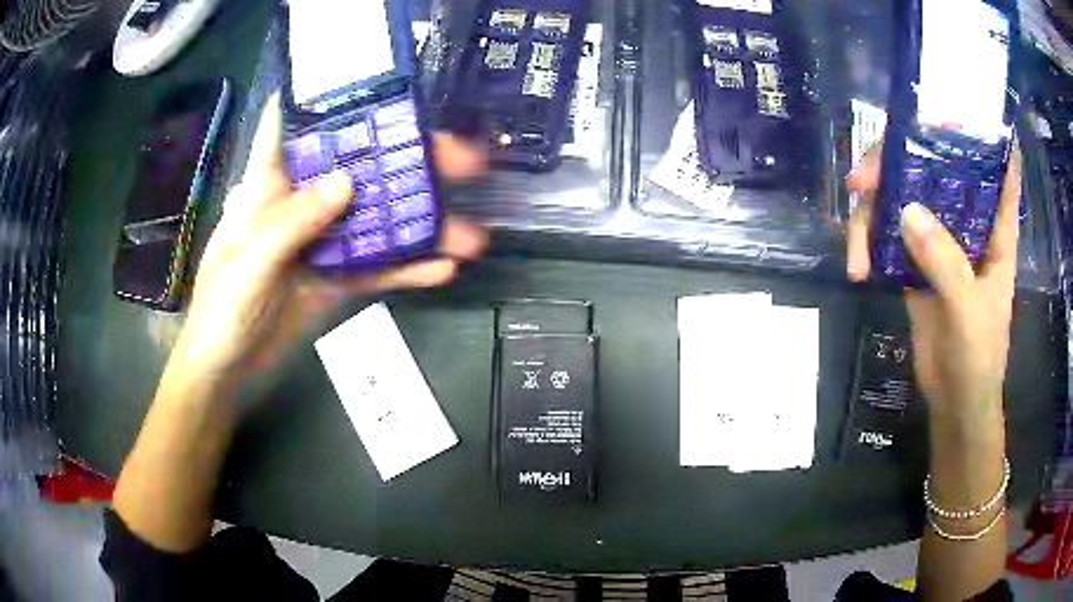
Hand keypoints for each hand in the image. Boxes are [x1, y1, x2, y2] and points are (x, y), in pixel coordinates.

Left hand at [171, 95, 487, 380]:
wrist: (226, 370)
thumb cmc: (221, 311)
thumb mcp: (248, 263)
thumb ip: (291, 223)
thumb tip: (348, 181)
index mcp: (269, 186)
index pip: (297, 127)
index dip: (335, 101)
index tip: (384, 89)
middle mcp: (301, 204)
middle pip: (357, 169)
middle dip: (408, 161)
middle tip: (463, 160)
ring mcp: (322, 243)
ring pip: (376, 221)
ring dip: (421, 224)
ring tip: (471, 231)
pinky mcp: (334, 280)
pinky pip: (375, 270)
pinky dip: (407, 270)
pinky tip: (443, 269)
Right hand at [845, 143, 1021, 418]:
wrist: (955, 401)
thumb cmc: (978, 358)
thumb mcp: (968, 311)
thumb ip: (944, 262)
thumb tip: (905, 210)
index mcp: (994, 228)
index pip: (995, 166)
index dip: (979, 132)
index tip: (949, 110)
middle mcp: (966, 223)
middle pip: (933, 170)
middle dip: (896, 165)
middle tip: (861, 181)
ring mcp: (939, 241)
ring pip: (903, 199)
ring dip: (873, 213)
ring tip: (855, 249)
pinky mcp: (915, 263)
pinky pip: (888, 235)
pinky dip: (869, 243)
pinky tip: (858, 266)